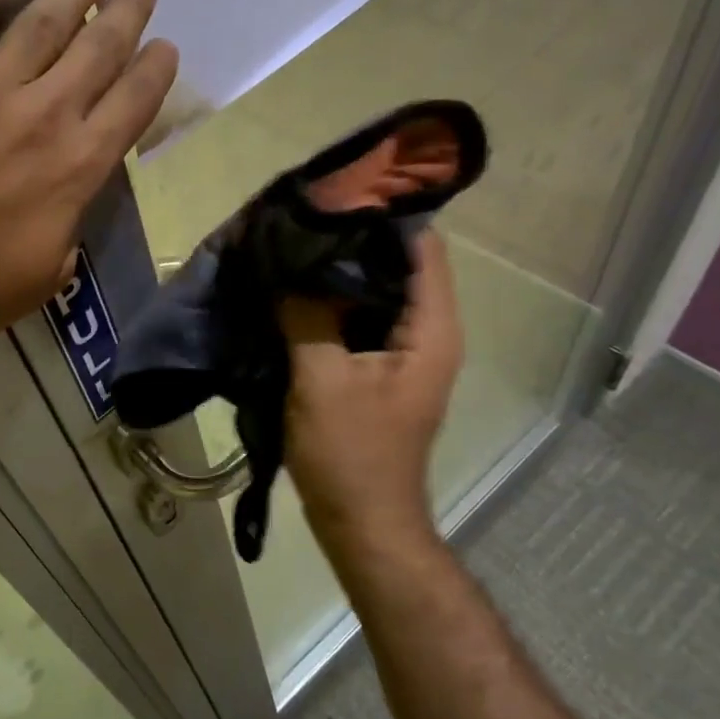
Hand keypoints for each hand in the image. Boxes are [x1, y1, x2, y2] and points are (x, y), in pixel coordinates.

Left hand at [0, 0, 177, 369]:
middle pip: (96, 51)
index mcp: (71, 173)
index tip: (164, 46)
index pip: (130, 108)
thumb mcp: (32, 285)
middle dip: (124, 11)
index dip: (152, 72)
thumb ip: (62, 240)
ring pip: (41, 21)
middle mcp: (39, 119)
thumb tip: (67, 216)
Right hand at [281, 230, 463, 550]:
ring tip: (292, 247)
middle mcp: (428, 333)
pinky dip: (332, 303)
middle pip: (397, 265)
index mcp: (431, 329)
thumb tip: (288, 263)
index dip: (381, 215)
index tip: (332, 195)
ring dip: (337, 272)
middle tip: (301, 219)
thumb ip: (307, 315)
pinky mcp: (379, 370)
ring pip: (375, 293)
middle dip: (351, 240)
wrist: (361, 523)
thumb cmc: (350, 452)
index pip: (421, 247)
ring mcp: (404, 353)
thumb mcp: (321, 378)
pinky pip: (359, 320)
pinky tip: (293, 292)